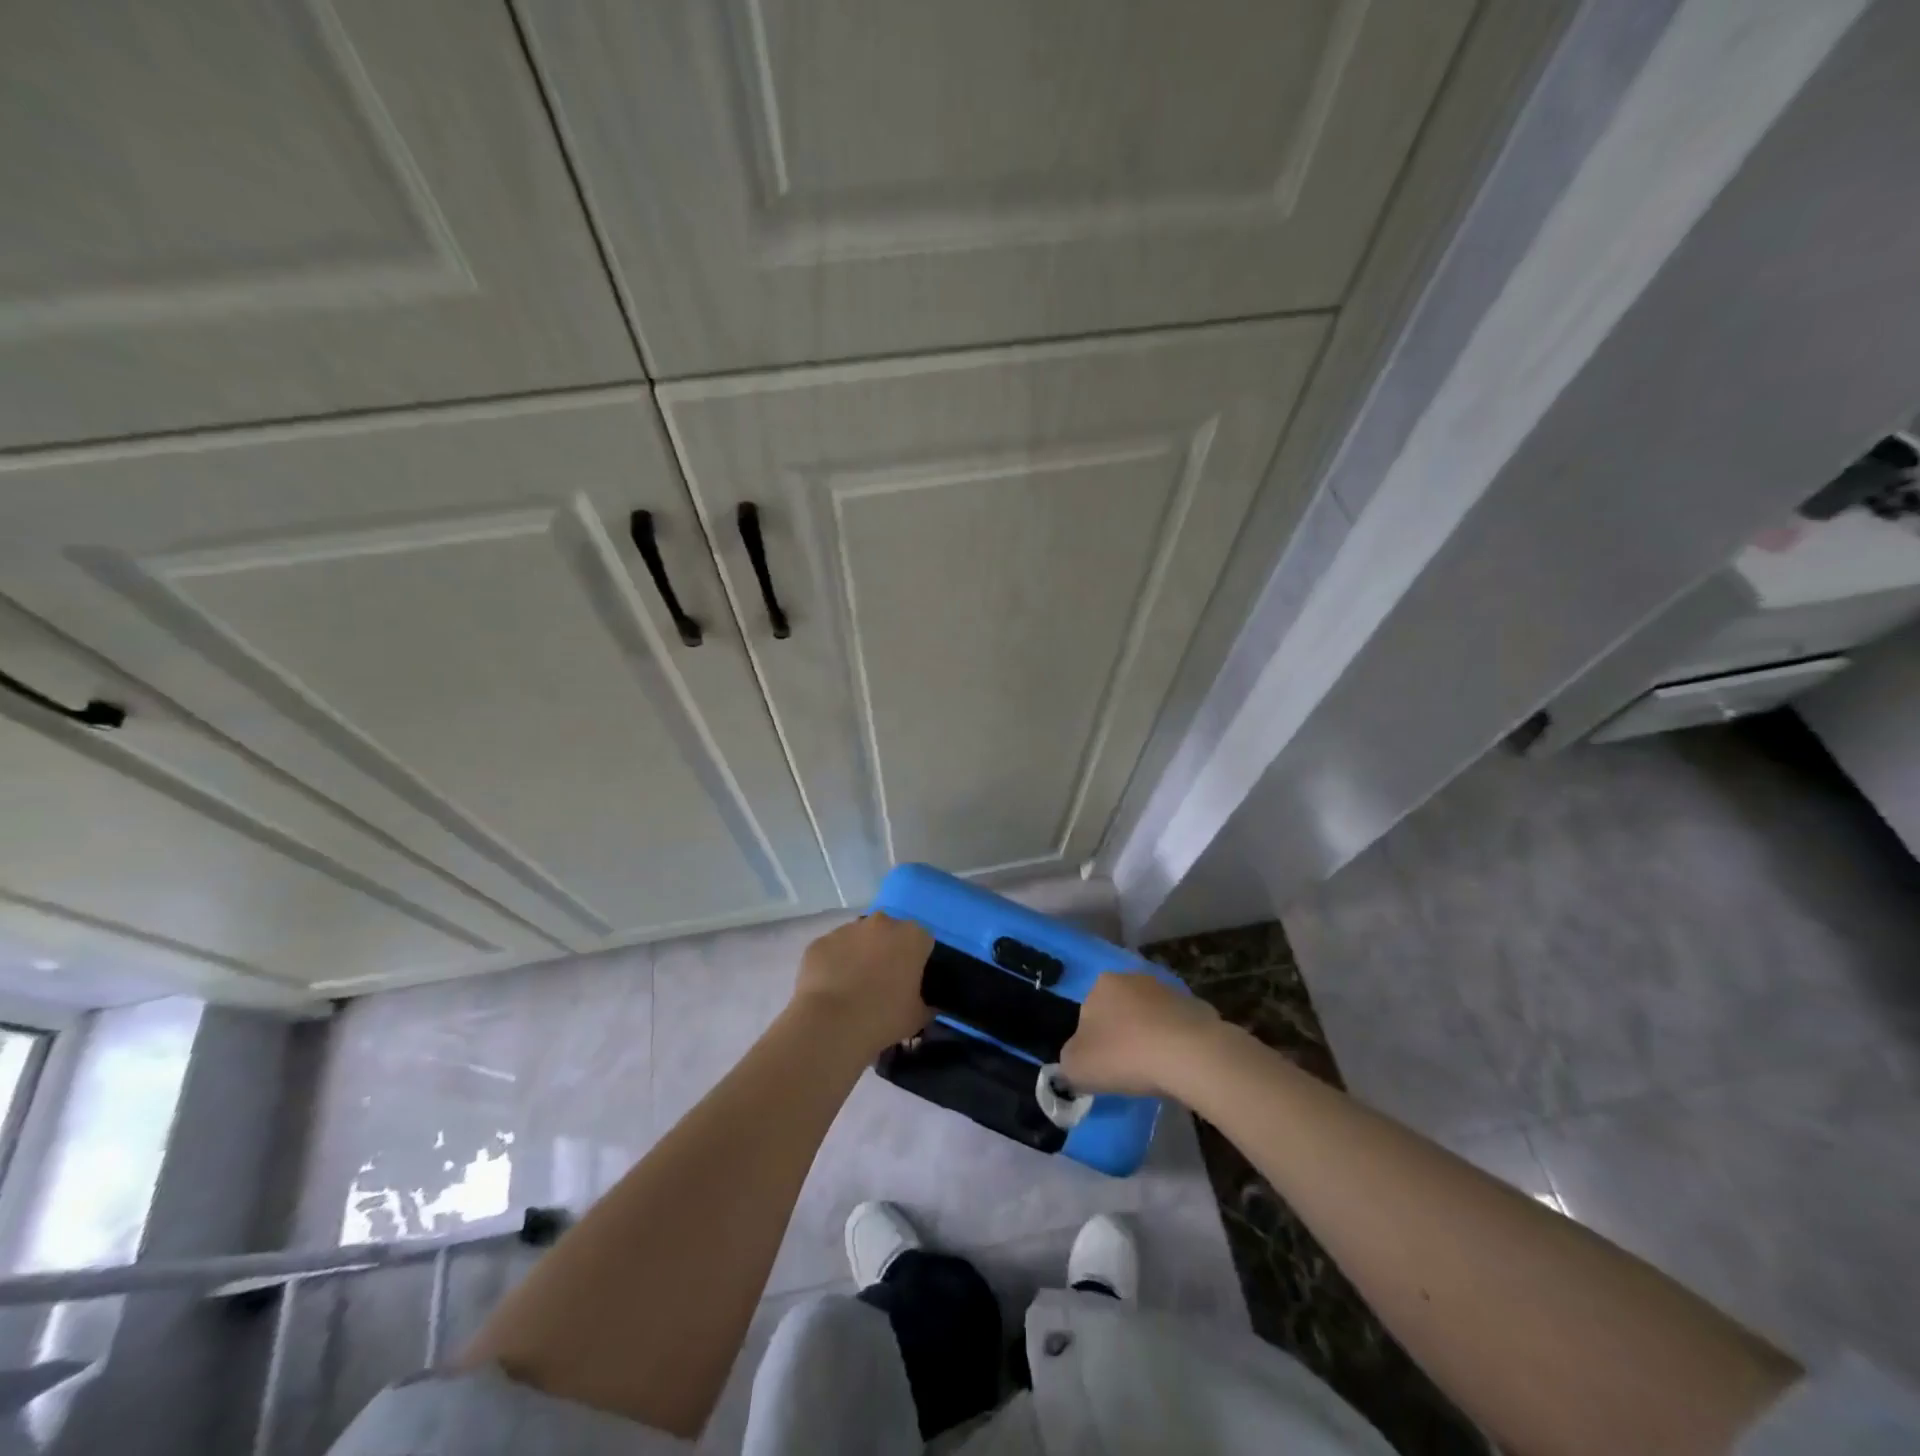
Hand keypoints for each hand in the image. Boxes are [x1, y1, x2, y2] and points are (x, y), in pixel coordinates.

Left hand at [790, 913, 932, 1057]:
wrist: (831, 1024)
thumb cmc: (884, 1018)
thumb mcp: (918, 1017)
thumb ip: (927, 1004)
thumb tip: (927, 1005)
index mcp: (912, 936)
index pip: (922, 941)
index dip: (917, 961)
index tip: (911, 981)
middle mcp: (882, 923)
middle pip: (889, 933)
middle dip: (888, 951)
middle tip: (883, 982)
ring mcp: (848, 929)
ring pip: (859, 938)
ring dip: (859, 954)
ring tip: (853, 987)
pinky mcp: (821, 941)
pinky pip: (833, 950)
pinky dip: (834, 964)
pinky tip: (831, 989)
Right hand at [1060, 971, 1220, 1096]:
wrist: (1189, 1054)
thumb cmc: (1124, 1055)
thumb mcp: (1077, 1067)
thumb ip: (1067, 1063)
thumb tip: (1073, 1063)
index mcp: (1101, 984)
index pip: (1088, 1013)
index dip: (1092, 1042)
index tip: (1101, 1067)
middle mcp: (1133, 978)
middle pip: (1120, 1011)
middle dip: (1122, 1036)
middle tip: (1126, 1070)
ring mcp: (1168, 990)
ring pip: (1150, 1018)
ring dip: (1150, 1038)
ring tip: (1155, 1072)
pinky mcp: (1197, 1007)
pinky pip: (1179, 1029)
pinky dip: (1177, 1044)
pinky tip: (1179, 1067)